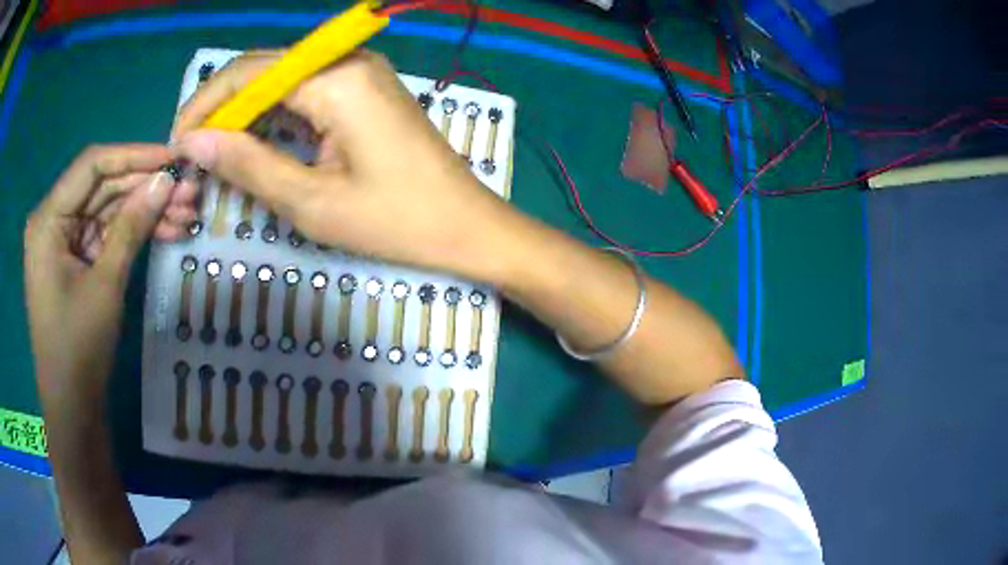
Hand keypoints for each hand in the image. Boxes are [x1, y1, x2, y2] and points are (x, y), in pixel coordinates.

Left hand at [25, 144, 175, 404]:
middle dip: (145, 188)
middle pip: (103, 187)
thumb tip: (167, 180)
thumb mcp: (105, 285)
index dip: (134, 156)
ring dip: (145, 212)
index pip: (92, 166)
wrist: (73, 408)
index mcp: (48, 219)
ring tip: (187, 214)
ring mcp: (65, 242)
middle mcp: (54, 221)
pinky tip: (166, 233)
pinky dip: (134, 234)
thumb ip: (131, 226)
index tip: (173, 158)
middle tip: (189, 190)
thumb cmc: (78, 349)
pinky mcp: (76, 261)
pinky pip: (107, 235)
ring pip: (108, 211)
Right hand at [169, 50, 520, 281]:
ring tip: (214, 155)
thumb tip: (194, 142)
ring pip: (282, 81)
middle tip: (192, 153)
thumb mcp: (311, 202)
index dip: (205, 105)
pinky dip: (273, 117)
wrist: (468, 226)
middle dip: (221, 108)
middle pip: (263, 70)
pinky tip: (254, 145)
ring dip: (244, 114)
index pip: (248, 73)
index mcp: (335, 78)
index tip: (177, 143)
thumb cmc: (397, 222)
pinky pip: (305, 92)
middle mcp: (347, 61)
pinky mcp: (365, 90)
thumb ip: (247, 165)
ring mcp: (360, 72)